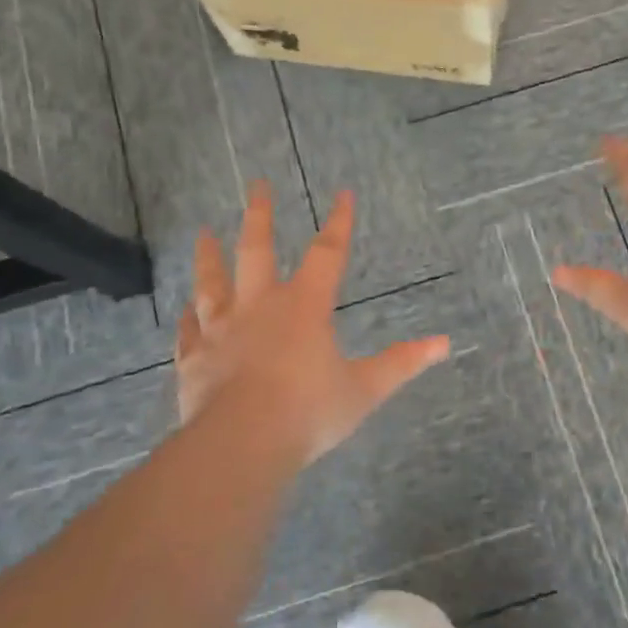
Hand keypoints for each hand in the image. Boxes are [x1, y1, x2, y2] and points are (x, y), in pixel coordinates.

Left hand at [175, 182, 450, 464]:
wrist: (243, 443)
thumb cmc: (309, 411)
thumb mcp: (365, 389)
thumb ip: (402, 363)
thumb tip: (445, 344)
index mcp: (304, 307)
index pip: (328, 253)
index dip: (339, 222)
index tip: (343, 193)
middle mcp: (259, 307)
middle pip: (257, 250)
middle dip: (260, 215)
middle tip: (257, 184)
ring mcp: (221, 331)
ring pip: (211, 283)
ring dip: (208, 256)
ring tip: (202, 232)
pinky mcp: (194, 359)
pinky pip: (188, 331)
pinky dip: (186, 319)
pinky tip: (183, 310)